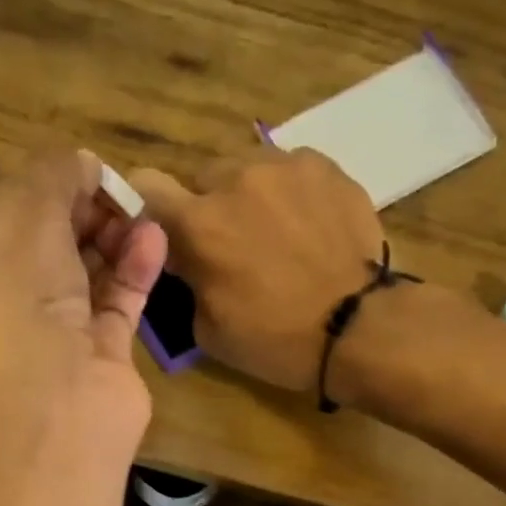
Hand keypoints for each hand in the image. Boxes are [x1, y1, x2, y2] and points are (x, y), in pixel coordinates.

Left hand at [0, 150, 167, 457]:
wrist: (54, 411)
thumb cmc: (19, 309)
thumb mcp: (20, 222)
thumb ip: (48, 178)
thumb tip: (80, 162)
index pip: (13, 221)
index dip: (49, 191)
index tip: (85, 174)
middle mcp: (14, 308)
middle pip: (55, 246)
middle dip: (86, 213)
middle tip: (119, 196)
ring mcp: (61, 338)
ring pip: (91, 276)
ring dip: (116, 239)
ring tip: (143, 212)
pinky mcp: (104, 360)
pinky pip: (121, 304)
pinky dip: (137, 271)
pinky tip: (154, 240)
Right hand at [130, 148, 383, 392]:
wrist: (358, 328)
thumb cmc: (277, 340)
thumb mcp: (209, 331)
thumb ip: (188, 284)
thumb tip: (190, 264)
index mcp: (198, 224)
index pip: (146, 187)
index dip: (151, 209)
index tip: (168, 234)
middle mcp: (235, 178)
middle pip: (203, 178)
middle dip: (210, 208)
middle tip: (234, 246)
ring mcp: (285, 165)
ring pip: (249, 168)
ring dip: (251, 196)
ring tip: (278, 234)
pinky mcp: (326, 167)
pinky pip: (293, 170)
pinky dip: (292, 194)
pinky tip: (311, 228)